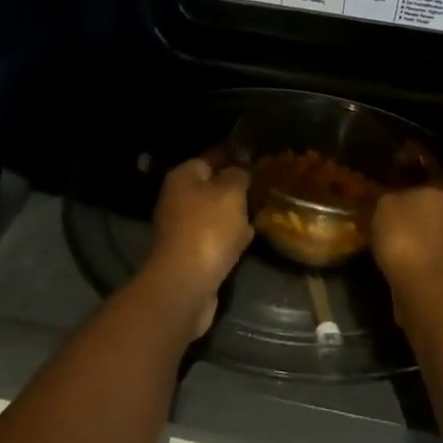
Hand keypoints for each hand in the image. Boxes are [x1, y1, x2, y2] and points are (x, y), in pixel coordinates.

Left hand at [143, 155, 254, 340]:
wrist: (186, 283)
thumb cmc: (208, 228)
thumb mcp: (231, 192)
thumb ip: (238, 175)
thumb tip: (239, 170)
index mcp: (183, 177)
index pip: (211, 158)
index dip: (234, 158)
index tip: (258, 162)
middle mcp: (178, 199)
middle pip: (213, 187)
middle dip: (237, 190)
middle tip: (264, 190)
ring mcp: (182, 228)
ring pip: (216, 214)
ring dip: (236, 216)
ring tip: (262, 213)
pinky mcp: (190, 254)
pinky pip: (215, 238)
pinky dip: (230, 239)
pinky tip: (249, 240)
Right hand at [371, 160, 442, 303]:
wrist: (427, 290)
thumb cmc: (407, 235)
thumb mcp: (385, 203)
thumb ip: (390, 189)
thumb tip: (392, 187)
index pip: (431, 158)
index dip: (409, 156)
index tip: (391, 161)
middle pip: (439, 187)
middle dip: (417, 186)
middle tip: (392, 187)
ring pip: (441, 214)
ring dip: (421, 213)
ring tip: (394, 214)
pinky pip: (439, 238)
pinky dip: (423, 236)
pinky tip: (403, 238)